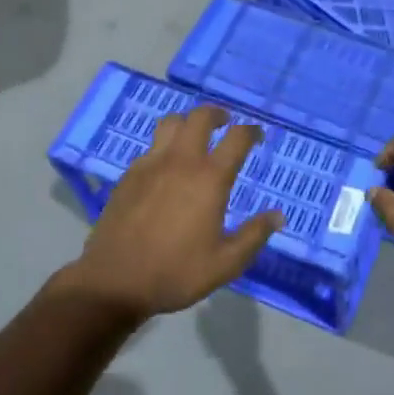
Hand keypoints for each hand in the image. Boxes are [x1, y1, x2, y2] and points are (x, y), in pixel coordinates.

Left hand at [65, 106, 282, 319]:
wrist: (115, 280)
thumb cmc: (176, 272)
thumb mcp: (226, 263)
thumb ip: (254, 235)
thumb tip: (278, 215)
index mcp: (210, 178)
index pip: (237, 138)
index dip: (251, 131)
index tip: (257, 135)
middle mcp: (181, 161)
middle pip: (200, 117)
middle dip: (217, 114)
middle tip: (225, 123)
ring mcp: (151, 164)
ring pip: (171, 123)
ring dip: (187, 123)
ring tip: (194, 136)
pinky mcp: (129, 174)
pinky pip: (151, 147)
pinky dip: (165, 146)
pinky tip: (167, 167)